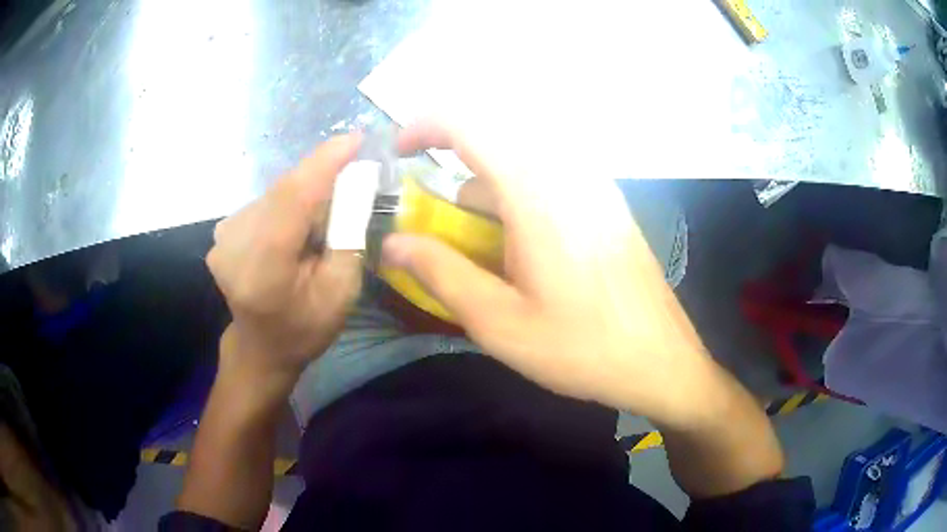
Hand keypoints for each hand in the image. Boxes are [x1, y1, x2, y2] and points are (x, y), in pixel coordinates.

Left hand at [207, 133, 363, 388]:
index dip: (323, 163)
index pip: (292, 198)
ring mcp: (223, 235)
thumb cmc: (304, 328)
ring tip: (324, 217)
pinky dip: (288, 203)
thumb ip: (348, 234)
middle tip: (354, 178)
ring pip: (276, 194)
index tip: (355, 138)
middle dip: (322, 177)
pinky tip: (297, 226)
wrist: (260, 348)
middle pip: (285, 191)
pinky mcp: (223, 230)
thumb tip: (356, 183)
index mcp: (263, 267)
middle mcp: (234, 243)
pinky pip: (265, 202)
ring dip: (306, 193)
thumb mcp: (341, 291)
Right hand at [386, 122, 719, 427]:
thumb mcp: (499, 322)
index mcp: (538, 193)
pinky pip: (550, 172)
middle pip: (498, 129)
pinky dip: (516, 188)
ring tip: (473, 232)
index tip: (400, 151)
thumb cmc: (581, 348)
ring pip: (524, 151)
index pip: (473, 123)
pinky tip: (518, 240)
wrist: (660, 361)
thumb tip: (391, 242)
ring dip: (487, 176)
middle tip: (429, 193)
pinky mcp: (606, 202)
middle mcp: (570, 173)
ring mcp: (594, 185)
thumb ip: (440, 273)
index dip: (427, 124)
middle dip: (453, 148)